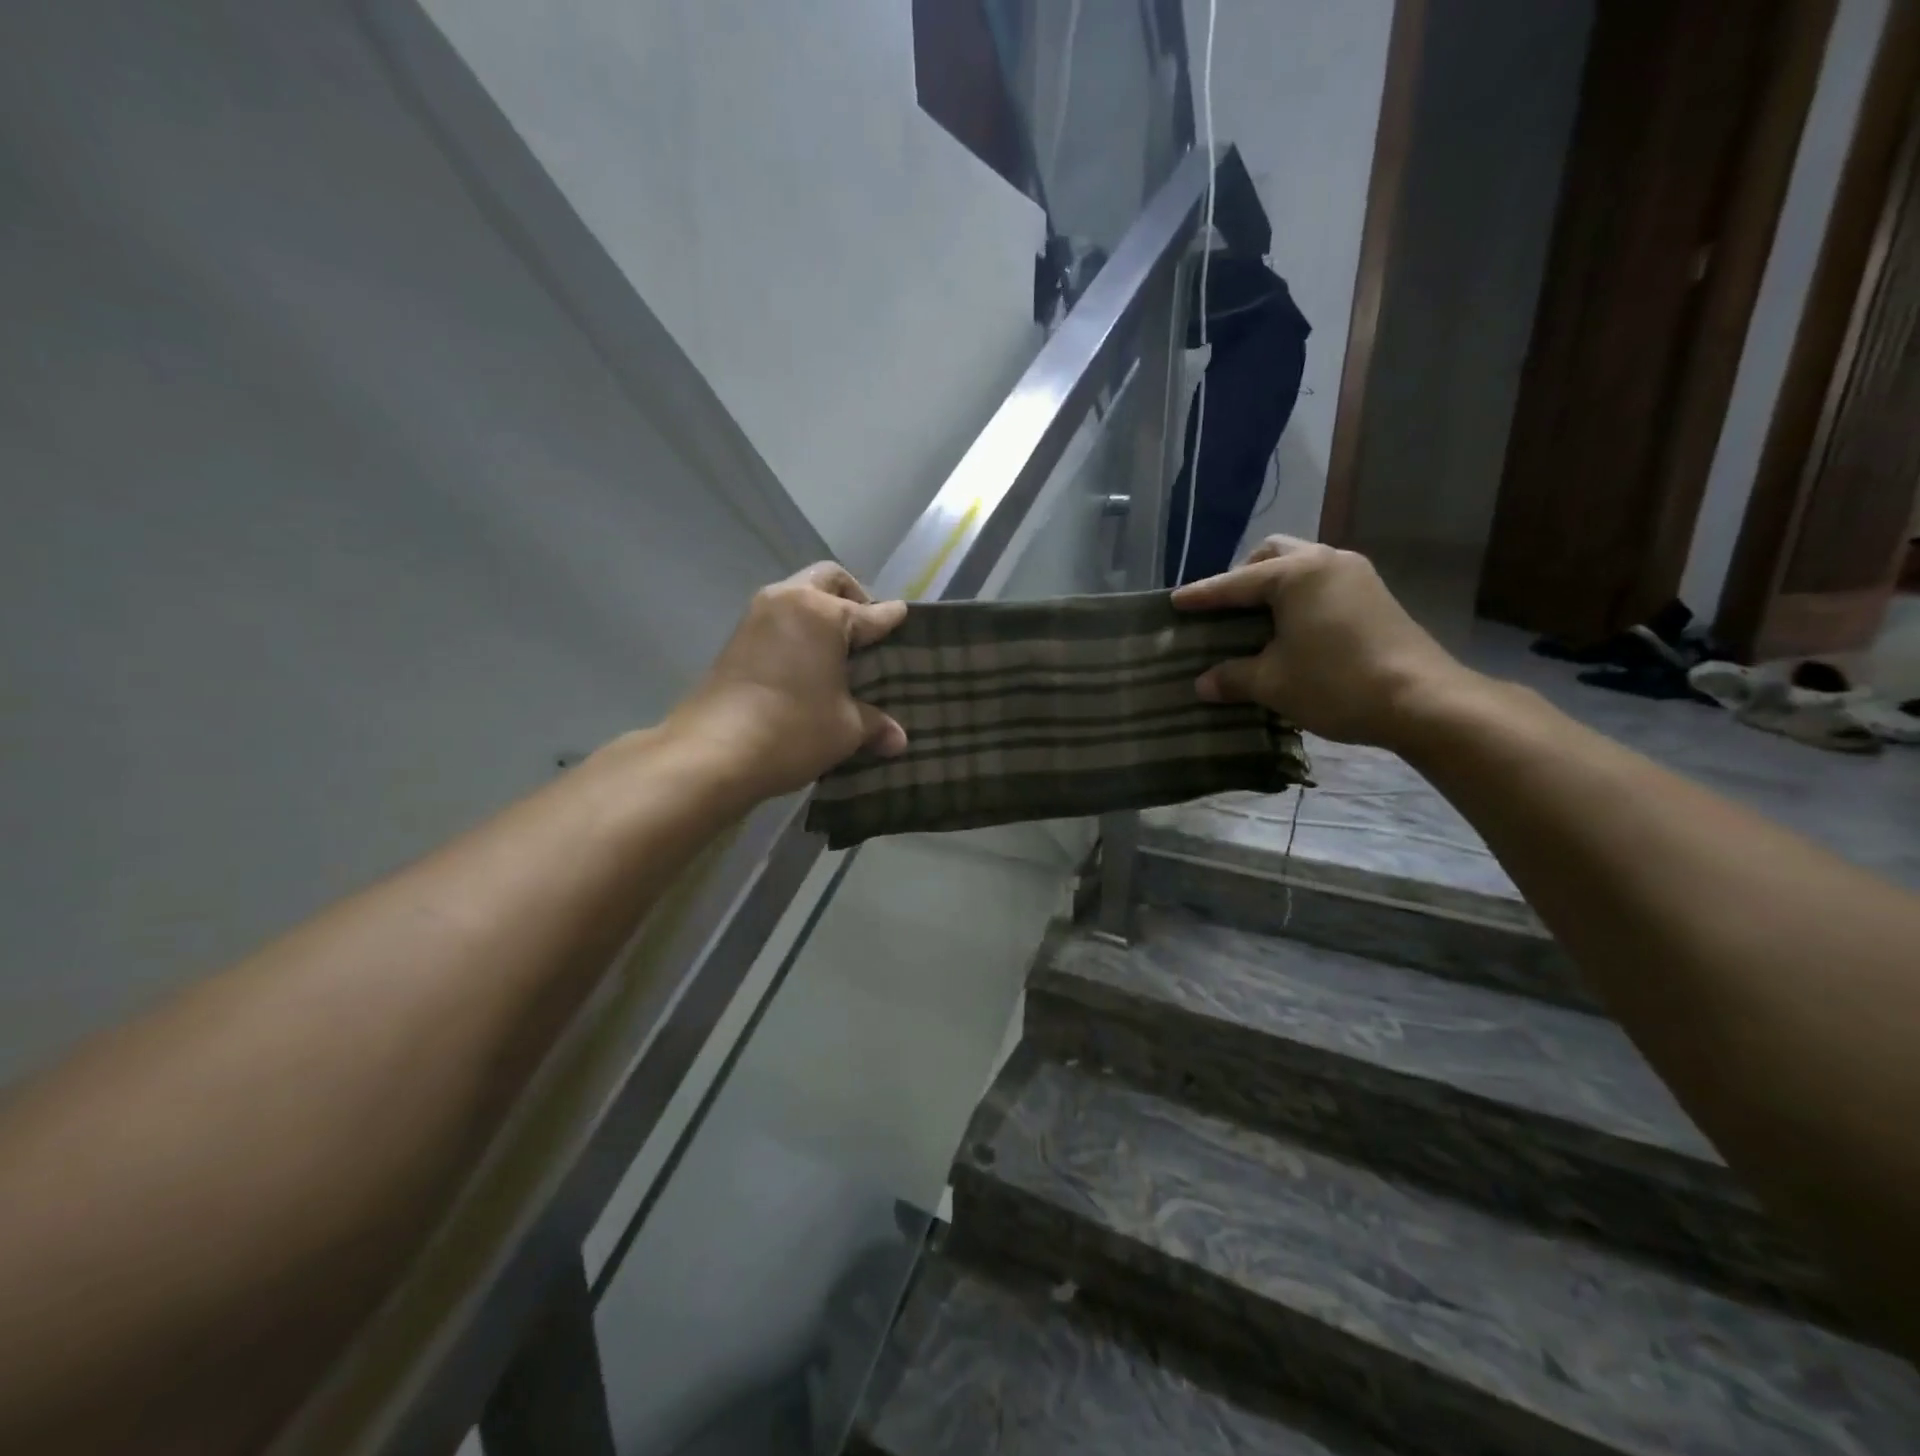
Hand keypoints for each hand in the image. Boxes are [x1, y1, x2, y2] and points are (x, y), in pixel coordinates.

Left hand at [667, 562, 907, 800]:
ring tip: (837, 650)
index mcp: (823, 613)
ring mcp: (756, 617)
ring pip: (798, 596)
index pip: (870, 613)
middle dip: (852, 597)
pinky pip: (778, 620)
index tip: (904, 618)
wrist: (713, 752)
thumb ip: (875, 725)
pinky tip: (806, 664)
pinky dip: (797, 631)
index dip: (891, 619)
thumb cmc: (793, 729)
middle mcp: (789, 601)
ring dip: (819, 613)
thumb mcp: (846, 729)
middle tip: (866, 630)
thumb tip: (899, 739)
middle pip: (829, 580)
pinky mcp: (736, 639)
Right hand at [1171, 535, 1472, 748]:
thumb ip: (1232, 677)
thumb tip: (1203, 684)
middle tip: (1224, 607)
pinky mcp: (1375, 597)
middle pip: (1273, 555)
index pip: (1235, 582)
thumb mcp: (1273, 683)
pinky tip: (1291, 629)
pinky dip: (1298, 597)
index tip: (1175, 602)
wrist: (1422, 700)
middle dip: (1243, 576)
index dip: (1202, 595)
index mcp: (1297, 574)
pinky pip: (1322, 584)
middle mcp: (1327, 562)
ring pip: (1302, 566)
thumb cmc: (1336, 683)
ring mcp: (1357, 576)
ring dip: (1274, 586)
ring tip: (1255, 619)